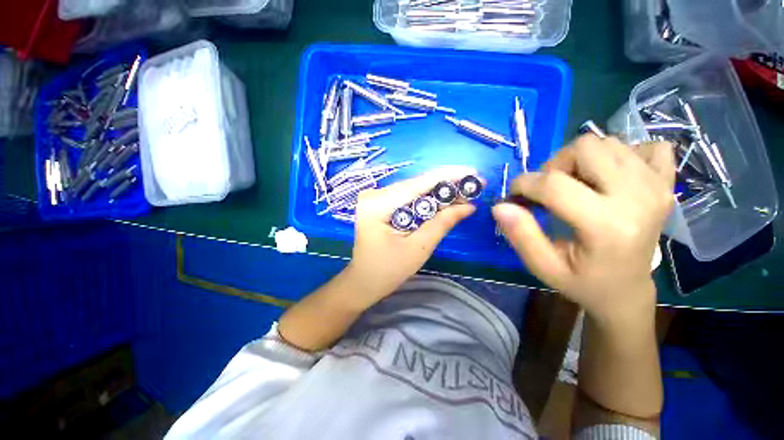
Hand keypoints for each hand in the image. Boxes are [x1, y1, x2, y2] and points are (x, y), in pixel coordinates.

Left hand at [344, 166, 477, 309]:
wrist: (364, 282)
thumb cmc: (388, 271)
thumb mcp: (418, 249)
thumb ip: (442, 224)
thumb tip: (469, 206)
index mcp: (378, 204)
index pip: (417, 184)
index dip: (447, 176)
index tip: (473, 172)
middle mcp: (374, 195)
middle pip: (416, 185)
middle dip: (445, 186)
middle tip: (474, 186)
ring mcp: (375, 198)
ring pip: (413, 190)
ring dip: (438, 193)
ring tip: (464, 194)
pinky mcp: (379, 204)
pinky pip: (407, 197)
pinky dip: (426, 200)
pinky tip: (444, 201)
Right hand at [492, 135, 674, 319]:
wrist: (627, 290)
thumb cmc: (582, 282)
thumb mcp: (543, 267)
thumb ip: (520, 235)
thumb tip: (500, 206)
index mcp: (607, 225)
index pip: (554, 184)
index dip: (523, 183)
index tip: (514, 196)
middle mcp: (639, 197)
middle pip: (585, 148)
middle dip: (554, 165)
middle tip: (549, 190)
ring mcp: (658, 186)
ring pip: (608, 142)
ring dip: (581, 160)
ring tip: (576, 186)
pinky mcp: (667, 182)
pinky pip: (646, 146)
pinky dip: (623, 155)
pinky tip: (612, 178)